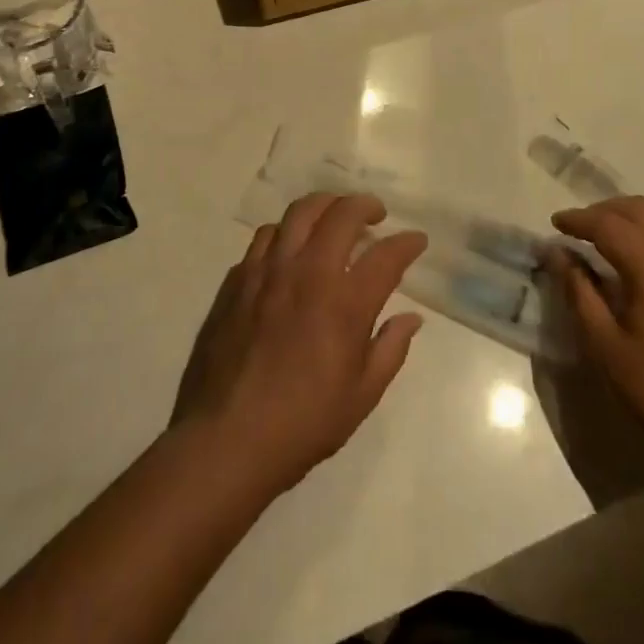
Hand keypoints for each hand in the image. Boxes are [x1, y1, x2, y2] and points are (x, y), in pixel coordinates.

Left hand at [171, 193, 427, 497]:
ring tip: (332, 219)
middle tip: (375, 214)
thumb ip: (390, 348)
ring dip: (323, 207)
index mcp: (344, 302)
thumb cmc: (303, 423)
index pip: (386, 256)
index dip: (407, 243)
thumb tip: (411, 318)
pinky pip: (264, 237)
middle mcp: (307, 272)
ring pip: (298, 213)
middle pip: (340, 214)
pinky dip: (286, 233)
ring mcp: (267, 271)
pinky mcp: (237, 279)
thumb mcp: (362, 395)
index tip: (416, 241)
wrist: (226, 438)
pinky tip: (290, 250)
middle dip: (365, 205)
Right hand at [544, 197, 643, 472]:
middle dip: (607, 210)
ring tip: (615, 235)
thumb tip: (557, 253)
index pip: (610, 225)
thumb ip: (578, 290)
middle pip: (643, 211)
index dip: (579, 219)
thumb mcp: (604, 343)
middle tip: (581, 227)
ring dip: (639, 217)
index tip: (555, 224)